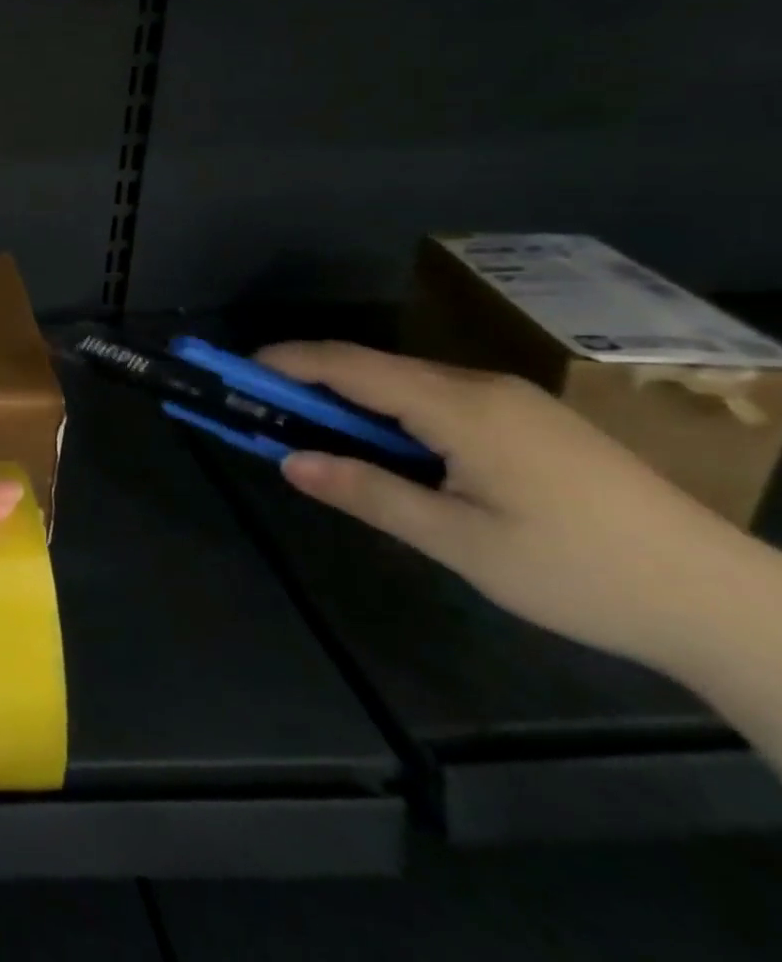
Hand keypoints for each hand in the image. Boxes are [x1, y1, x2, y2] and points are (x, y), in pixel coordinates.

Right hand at [257, 342, 755, 674]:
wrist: (725, 600)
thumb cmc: (578, 571)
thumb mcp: (459, 542)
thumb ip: (368, 493)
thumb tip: (288, 460)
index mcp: (458, 407)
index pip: (348, 365)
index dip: (287, 361)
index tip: (236, 368)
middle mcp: (480, 386)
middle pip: (373, 367)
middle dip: (310, 380)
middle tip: (265, 407)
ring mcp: (512, 400)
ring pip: (406, 382)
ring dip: (352, 399)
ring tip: (317, 432)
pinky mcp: (532, 419)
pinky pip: (439, 397)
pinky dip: (392, 411)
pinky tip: (391, 448)